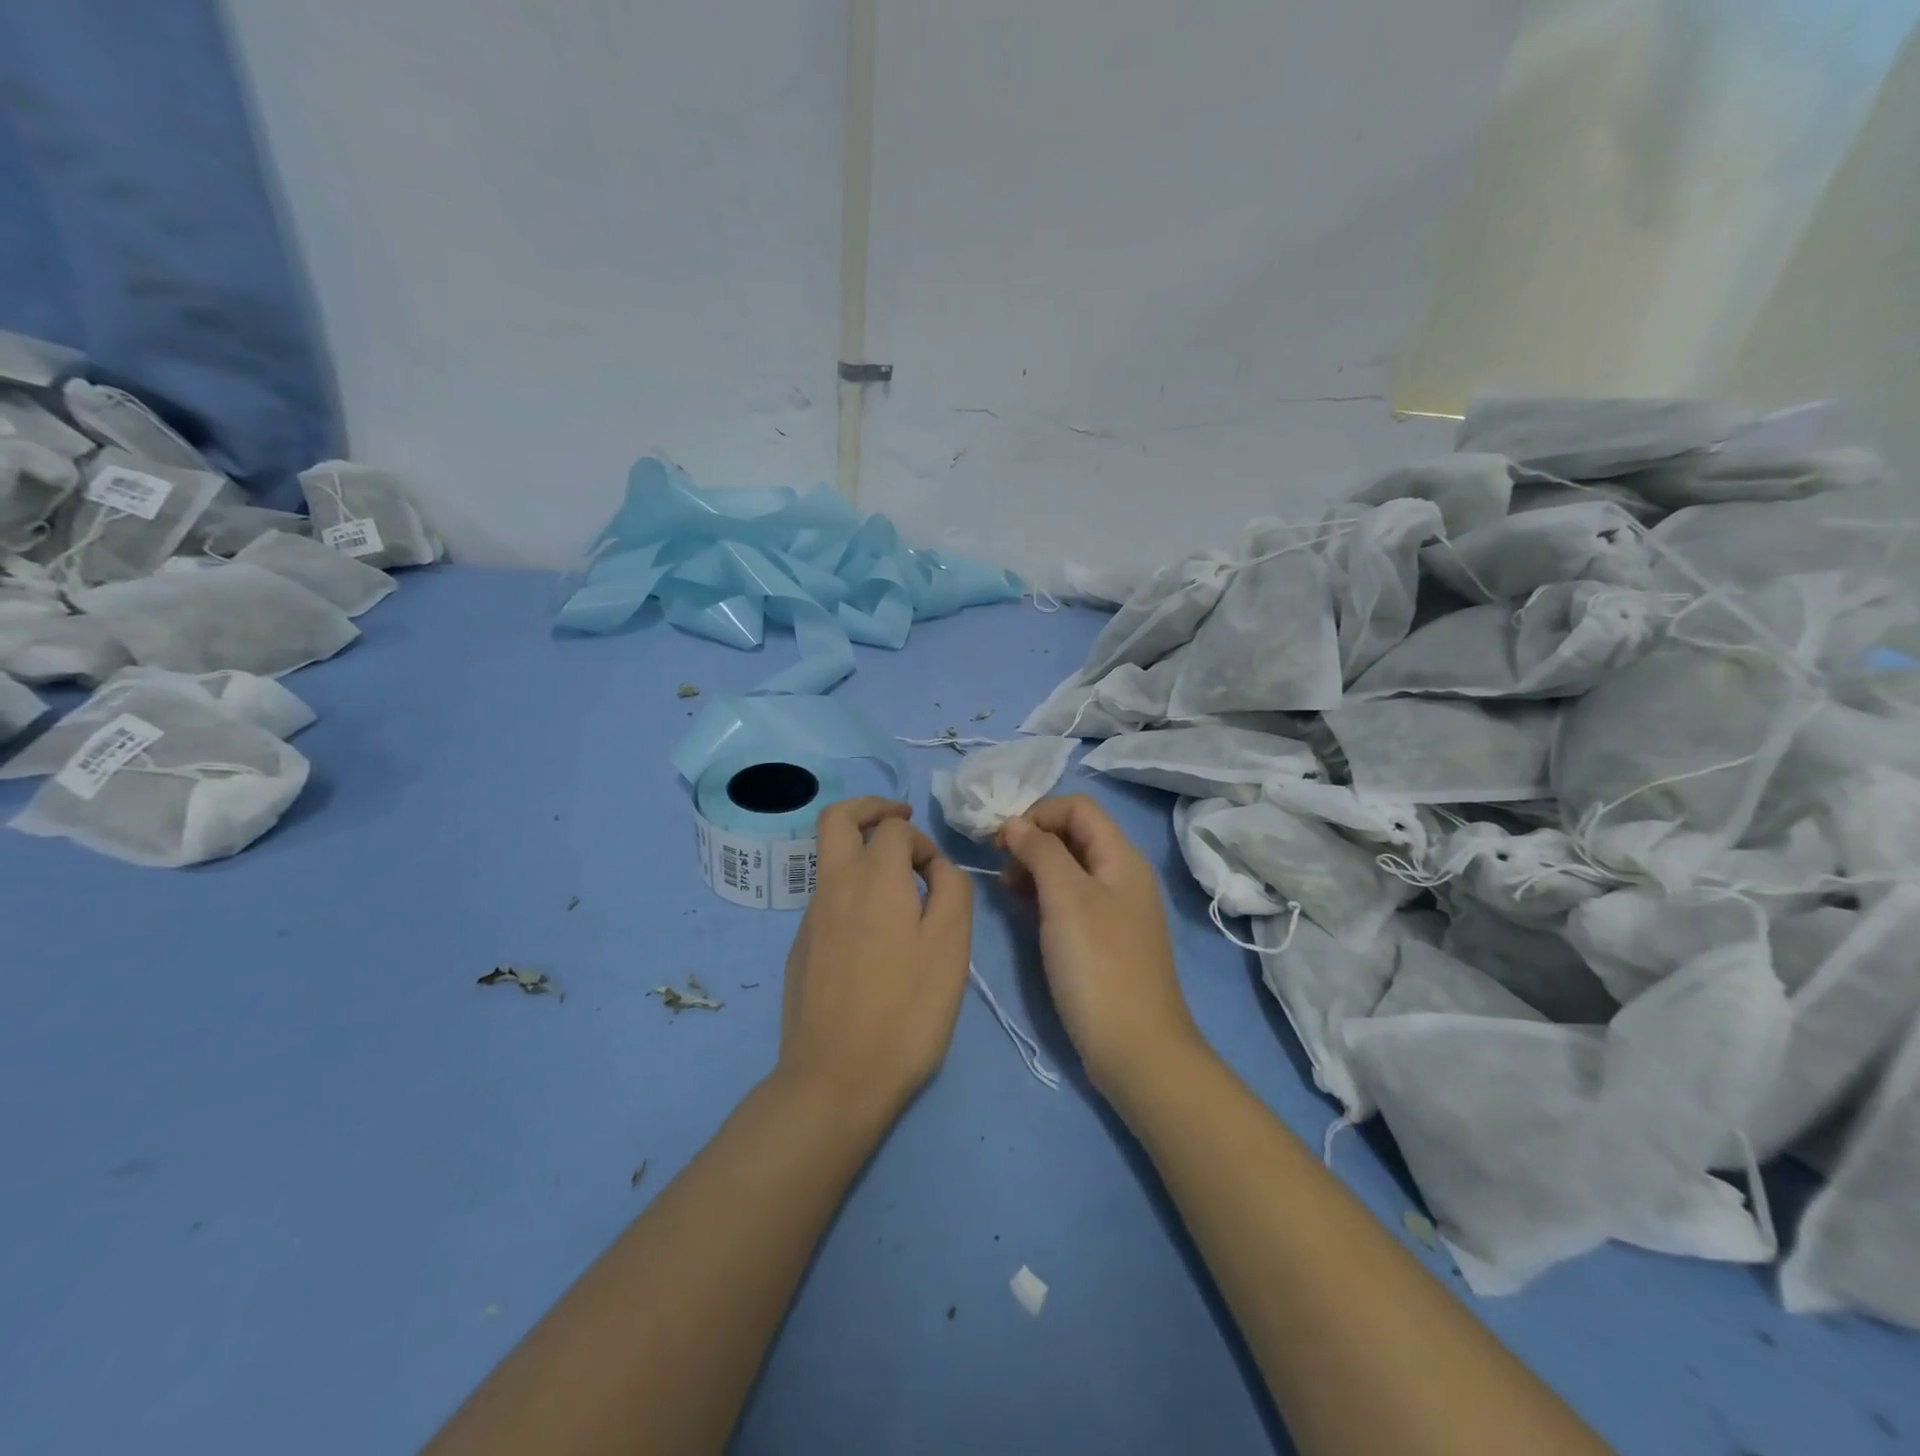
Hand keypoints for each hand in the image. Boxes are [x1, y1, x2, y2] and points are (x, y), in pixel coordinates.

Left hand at [778, 799, 973, 1123]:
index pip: (895, 827)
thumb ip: (951, 890)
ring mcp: (810, 917)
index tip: (939, 878)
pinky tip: (876, 939)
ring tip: (900, 892)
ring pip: (831, 860)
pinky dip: (853, 893)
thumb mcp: (950, 946)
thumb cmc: (906, 1010)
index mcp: (873, 877)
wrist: (835, 1080)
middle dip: (871, 808)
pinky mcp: (800, 947)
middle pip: (838, 818)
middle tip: (901, 818)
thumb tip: (936, 868)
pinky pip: (828, 899)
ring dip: (864, 855)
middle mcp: (834, 885)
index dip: (923, 841)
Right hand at [998, 796, 1203, 1094]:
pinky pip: (1070, 899)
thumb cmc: (1098, 965)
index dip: (1037, 814)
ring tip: (1007, 889)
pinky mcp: (1103, 938)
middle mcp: (1121, 875)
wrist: (1135, 1048)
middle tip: (1001, 866)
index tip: (1002, 842)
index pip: (1077, 807)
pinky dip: (1044, 894)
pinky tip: (1023, 909)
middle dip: (1033, 839)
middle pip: (1073, 834)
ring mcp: (1114, 909)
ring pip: (1069, 867)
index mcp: (1121, 857)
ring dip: (1035, 867)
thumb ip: (1041, 852)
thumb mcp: (1066, 899)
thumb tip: (1016, 823)